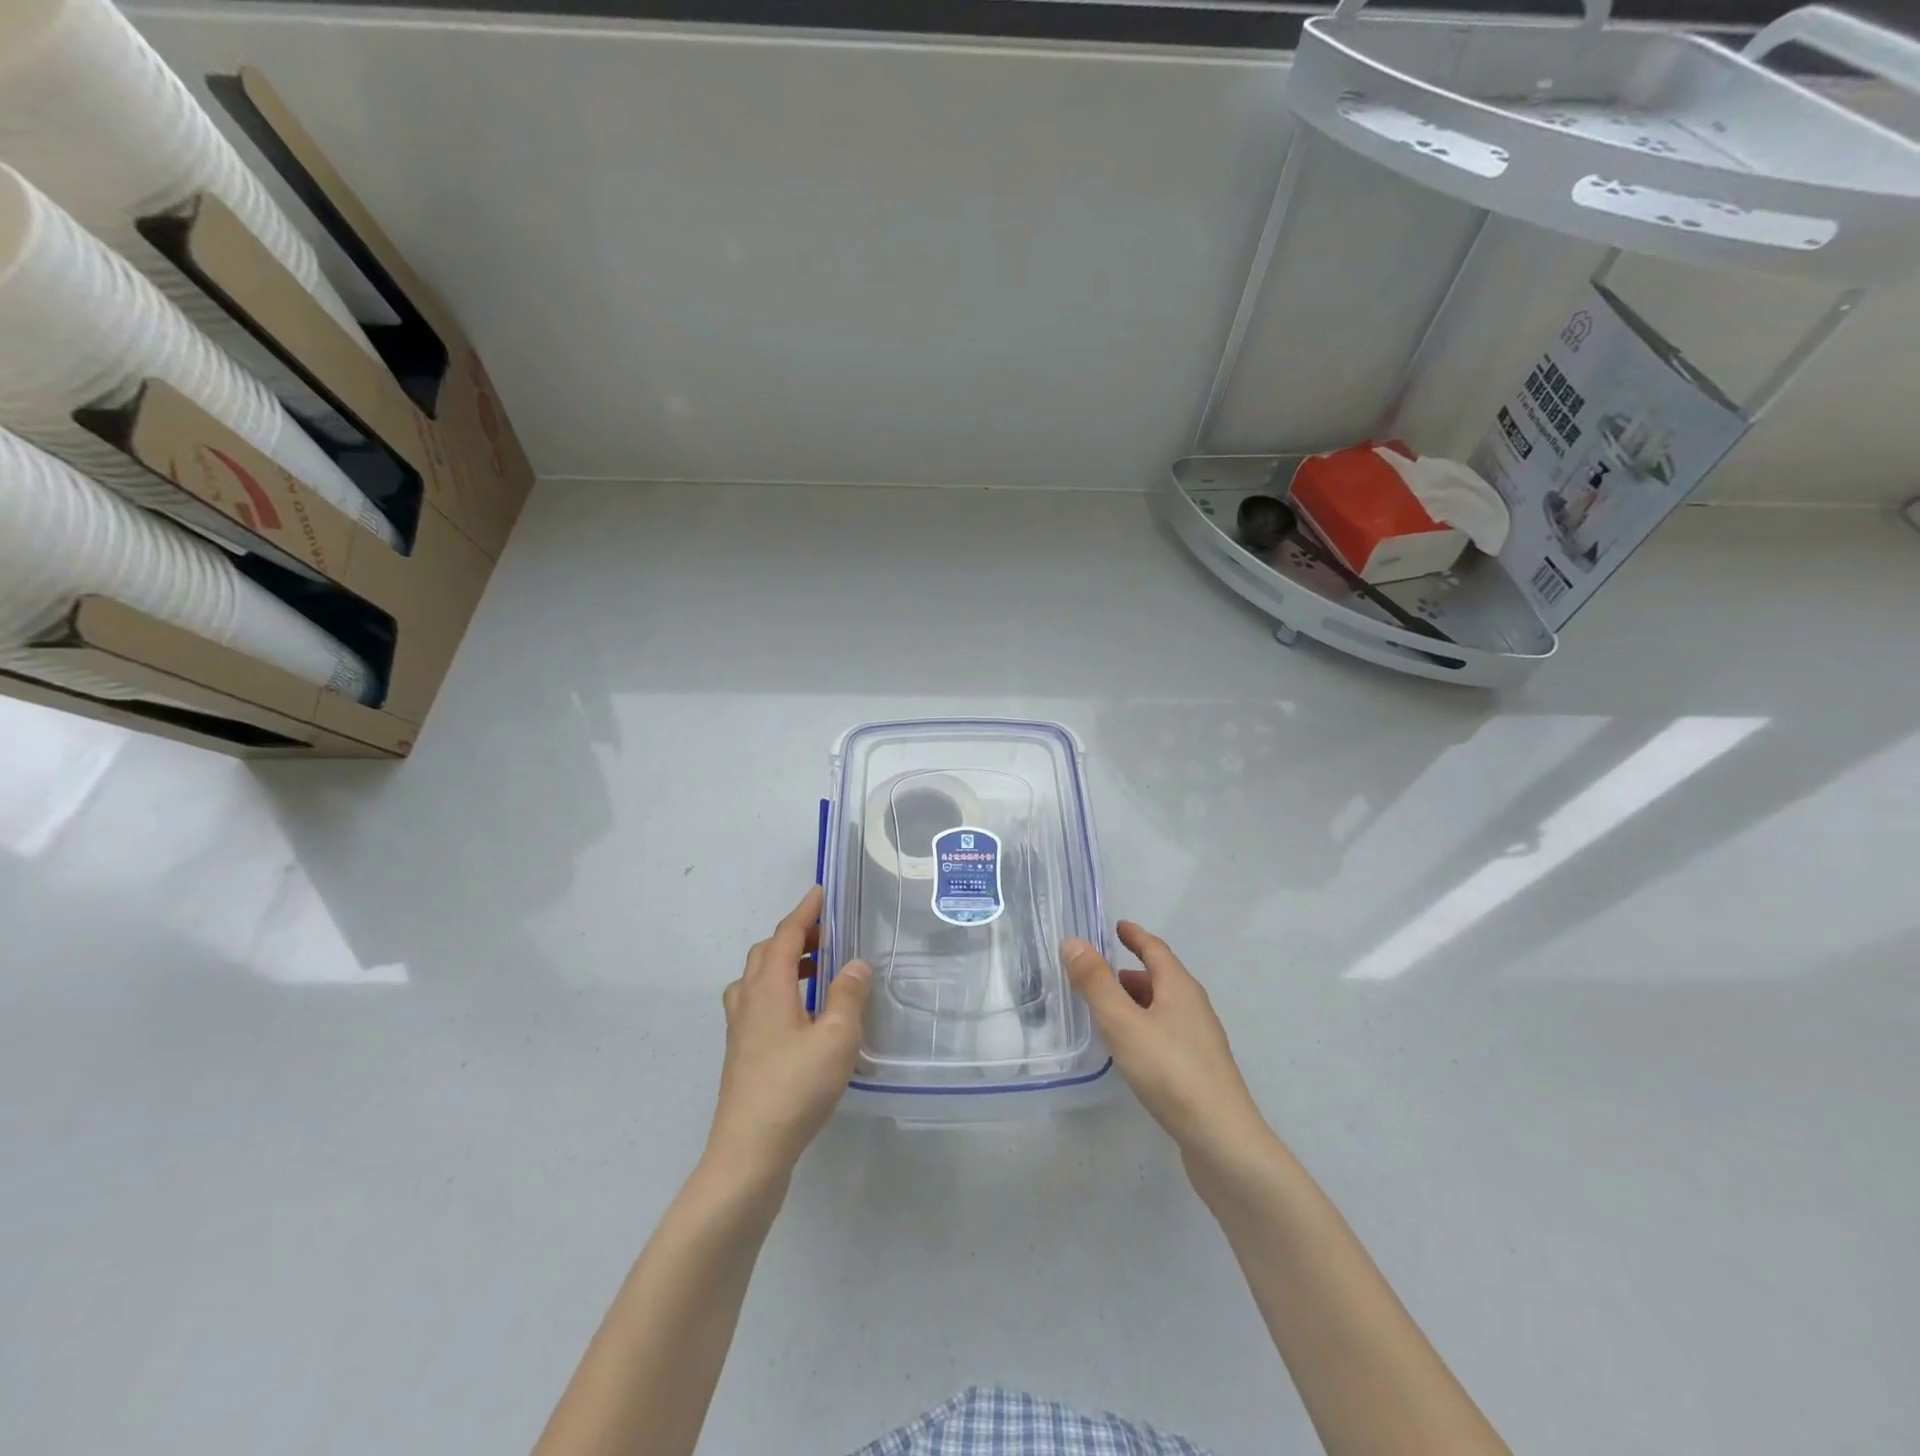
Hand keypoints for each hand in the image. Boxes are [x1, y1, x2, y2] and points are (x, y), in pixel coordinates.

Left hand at [706, 886, 871, 1186]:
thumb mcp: (836, 1038)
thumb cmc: (795, 1088)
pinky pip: (757, 1002)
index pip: (786, 936)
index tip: (820, 892)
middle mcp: (748, 1000)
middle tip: (828, 936)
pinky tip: (802, 1015)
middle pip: (767, 952)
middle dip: (796, 936)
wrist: (748, 1152)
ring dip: (786, 964)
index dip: (805, 912)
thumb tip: (856, 964)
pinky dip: (779, 990)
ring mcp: (740, 1029)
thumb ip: (848, 996)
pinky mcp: (741, 1053)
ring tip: (819, 971)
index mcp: (769, 988)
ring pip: (757, 978)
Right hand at [1062, 922, 1275, 1173]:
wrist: (1222, 1141)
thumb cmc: (1170, 1072)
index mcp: (1180, 989)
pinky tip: (1130, 1050)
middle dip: (1132, 972)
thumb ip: (1096, 983)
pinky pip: (1166, 1034)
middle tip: (1100, 973)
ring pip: (1164, 1009)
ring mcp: (1200, 1042)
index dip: (1135, 937)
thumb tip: (1073, 942)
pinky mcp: (1199, 1071)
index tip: (1118, 926)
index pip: (1156, 950)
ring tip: (1108, 1011)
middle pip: (1162, 979)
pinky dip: (1145, 1028)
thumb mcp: (1123, 1023)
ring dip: (1137, 1002)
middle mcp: (1194, 1008)